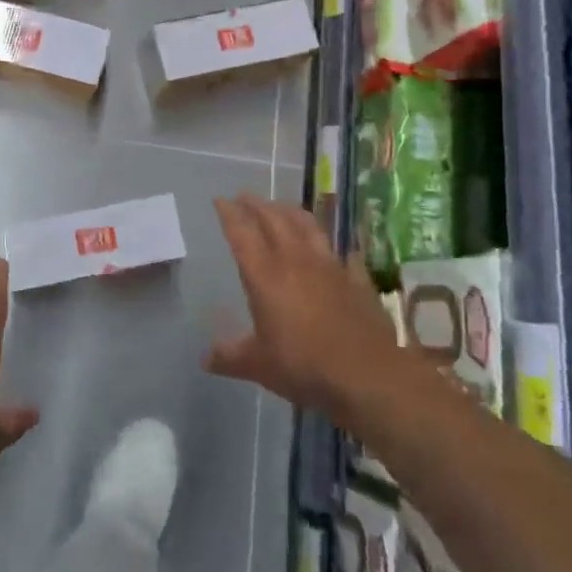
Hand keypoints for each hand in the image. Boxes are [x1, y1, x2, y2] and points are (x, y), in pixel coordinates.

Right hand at [207, 194, 397, 425]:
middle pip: (274, 220)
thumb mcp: (259, 366)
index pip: (242, 234)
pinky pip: (344, 253)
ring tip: (282, 206)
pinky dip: (336, 246)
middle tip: (245, 197)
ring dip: (291, 211)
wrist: (367, 374)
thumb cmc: (304, 366)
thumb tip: (204, 358)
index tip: (220, 200)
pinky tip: (337, 248)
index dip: (229, 214)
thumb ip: (230, 357)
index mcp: (265, 276)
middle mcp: (295, 261)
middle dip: (257, 205)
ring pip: (308, 226)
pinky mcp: (357, 279)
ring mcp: (330, 267)